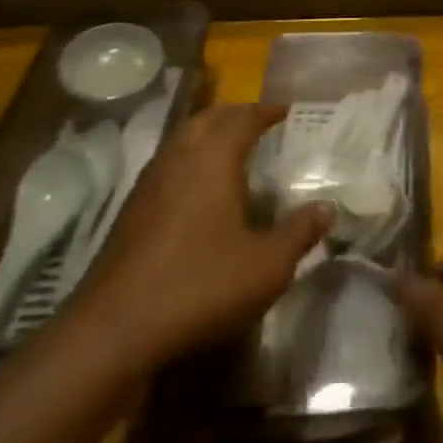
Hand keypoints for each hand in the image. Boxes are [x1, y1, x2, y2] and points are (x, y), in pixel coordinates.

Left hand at [67, 102, 332, 370]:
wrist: (114, 332)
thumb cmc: (201, 285)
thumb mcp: (267, 265)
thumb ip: (300, 233)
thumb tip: (328, 208)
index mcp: (213, 158)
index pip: (243, 118)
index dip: (266, 111)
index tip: (286, 110)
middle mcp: (179, 159)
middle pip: (207, 119)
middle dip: (234, 115)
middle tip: (258, 121)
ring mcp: (148, 185)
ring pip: (181, 141)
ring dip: (207, 135)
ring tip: (231, 150)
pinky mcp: (130, 213)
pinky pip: (167, 167)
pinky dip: (189, 163)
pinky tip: (199, 192)